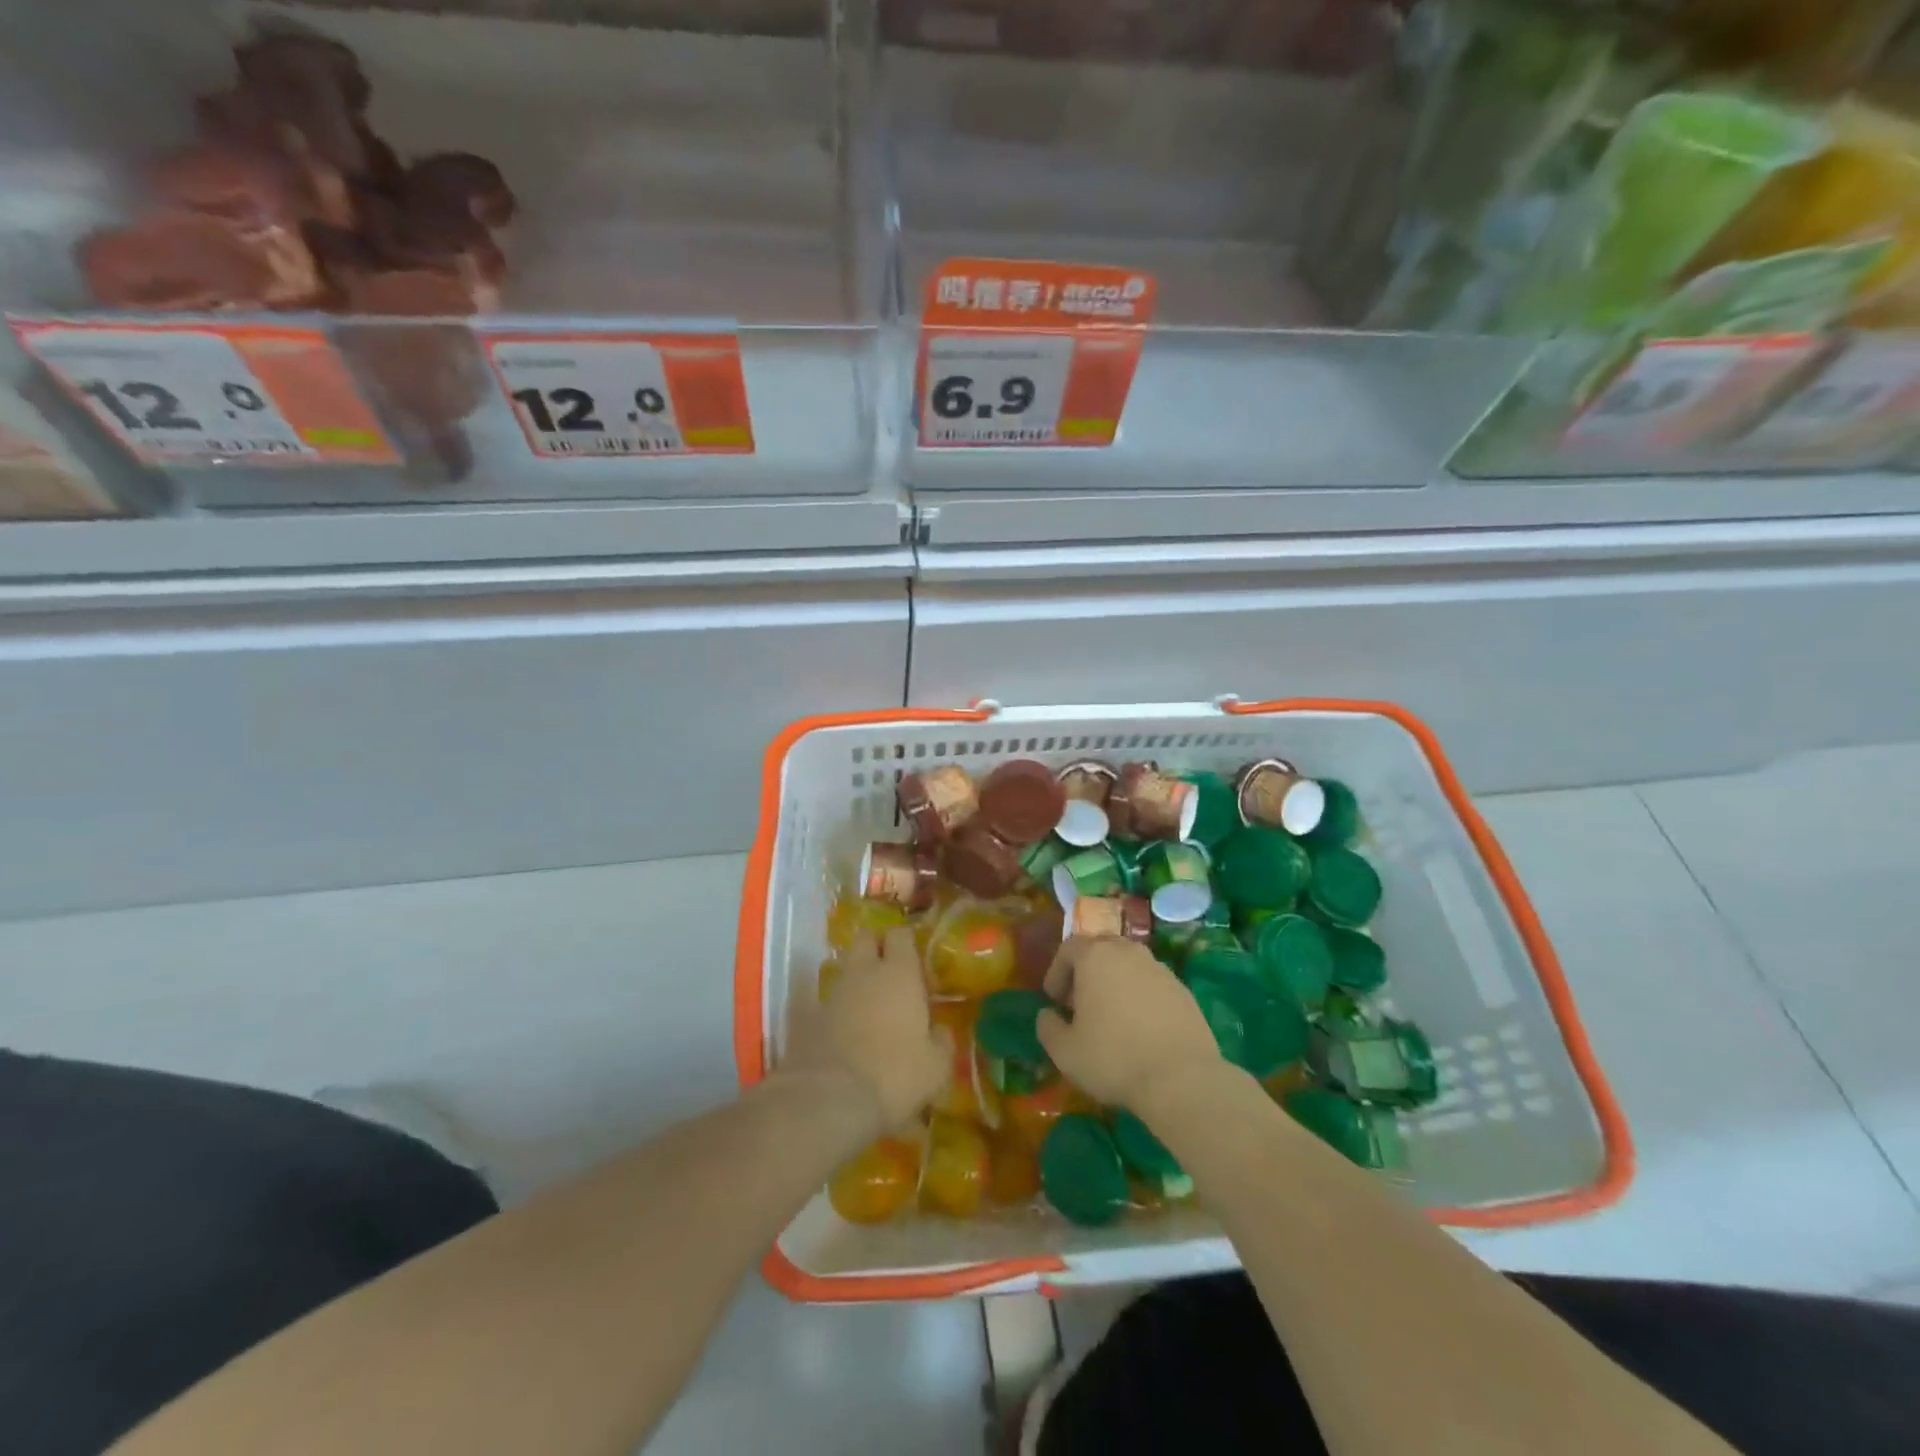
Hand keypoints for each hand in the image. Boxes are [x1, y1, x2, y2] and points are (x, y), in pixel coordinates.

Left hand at [785, 926, 946, 1133]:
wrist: (831, 1099)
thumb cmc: (895, 1075)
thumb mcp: (936, 1066)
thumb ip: (941, 1041)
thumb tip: (940, 1031)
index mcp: (900, 973)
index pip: (901, 934)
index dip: (907, 941)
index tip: (916, 958)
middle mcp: (864, 972)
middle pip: (865, 939)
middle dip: (876, 946)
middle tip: (890, 970)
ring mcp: (833, 992)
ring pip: (844, 968)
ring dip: (856, 978)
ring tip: (869, 1003)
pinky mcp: (808, 1016)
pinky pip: (822, 1000)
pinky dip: (832, 1007)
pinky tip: (840, 1026)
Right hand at [1036, 936, 1222, 1108]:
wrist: (1181, 1078)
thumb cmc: (1114, 1058)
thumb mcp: (1065, 1051)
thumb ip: (1048, 1027)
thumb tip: (1048, 1015)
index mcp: (1096, 957)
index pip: (1069, 948)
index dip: (1057, 972)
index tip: (1054, 999)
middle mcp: (1128, 952)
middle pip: (1101, 950)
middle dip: (1086, 972)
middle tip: (1080, 1003)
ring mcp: (1160, 969)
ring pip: (1129, 965)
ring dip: (1115, 982)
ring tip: (1111, 1016)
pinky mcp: (1183, 990)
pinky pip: (1152, 984)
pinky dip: (1140, 997)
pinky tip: (1140, 1028)